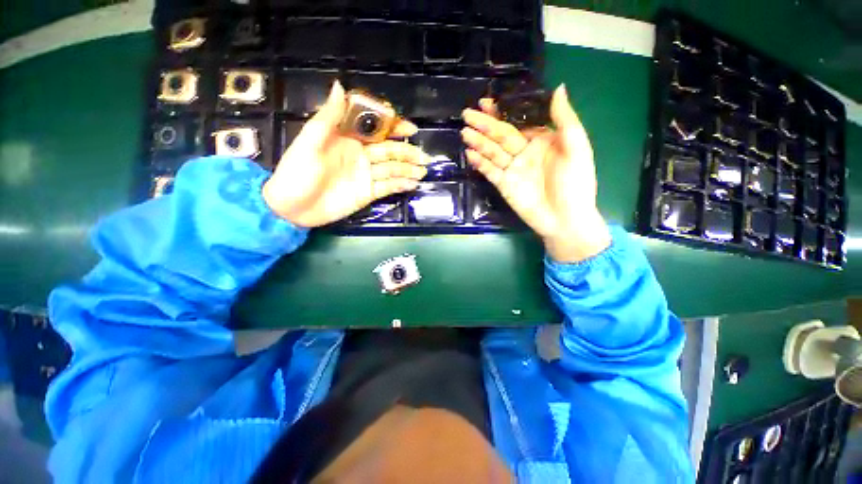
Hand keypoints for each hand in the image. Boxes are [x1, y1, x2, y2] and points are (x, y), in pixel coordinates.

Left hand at [263, 81, 427, 227]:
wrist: (292, 208)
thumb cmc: (297, 172)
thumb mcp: (309, 141)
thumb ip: (328, 117)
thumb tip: (341, 86)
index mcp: (347, 140)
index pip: (376, 130)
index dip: (393, 128)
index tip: (410, 129)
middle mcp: (361, 156)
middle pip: (389, 151)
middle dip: (408, 152)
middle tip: (424, 157)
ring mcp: (366, 176)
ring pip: (392, 169)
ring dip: (408, 169)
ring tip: (423, 171)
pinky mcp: (368, 193)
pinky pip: (387, 187)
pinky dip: (400, 185)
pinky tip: (412, 184)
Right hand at [461, 85, 610, 262]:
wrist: (565, 219)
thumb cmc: (575, 184)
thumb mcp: (577, 149)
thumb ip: (565, 120)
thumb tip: (558, 87)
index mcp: (542, 141)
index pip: (519, 121)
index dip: (503, 112)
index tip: (487, 101)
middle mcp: (524, 152)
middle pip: (501, 135)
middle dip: (484, 125)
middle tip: (467, 114)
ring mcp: (513, 169)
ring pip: (492, 152)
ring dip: (478, 142)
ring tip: (464, 132)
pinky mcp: (504, 185)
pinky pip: (490, 171)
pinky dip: (480, 163)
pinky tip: (469, 154)